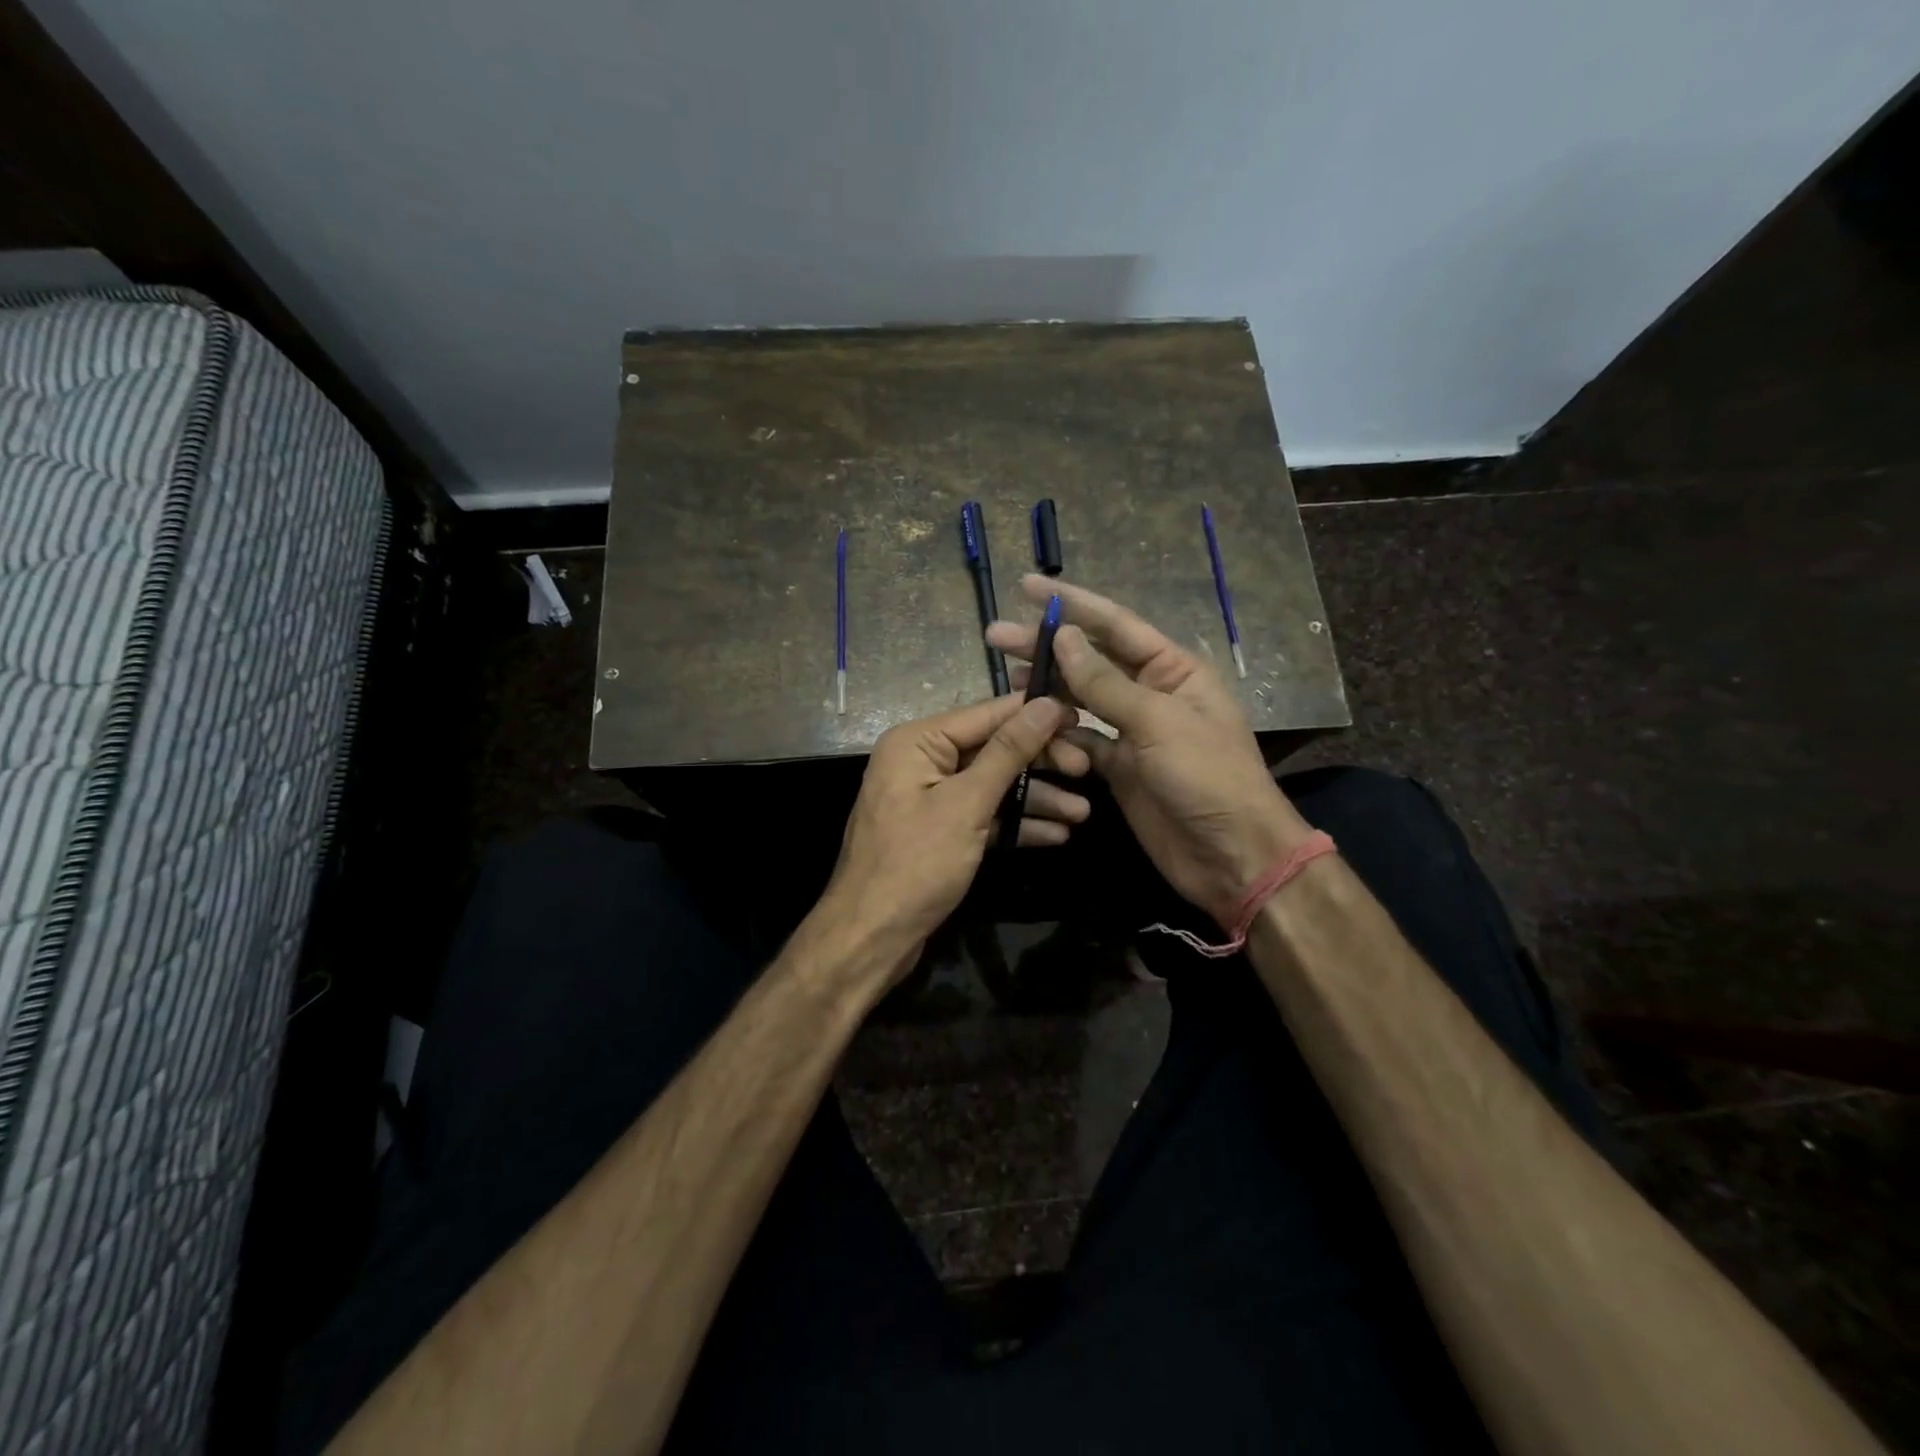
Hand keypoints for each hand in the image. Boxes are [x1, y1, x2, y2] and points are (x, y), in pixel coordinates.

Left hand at [818, 693, 1084, 975]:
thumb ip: (1008, 752)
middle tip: (1087, 771)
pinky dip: (1015, 823)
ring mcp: (930, 797)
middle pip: (992, 749)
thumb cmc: (916, 863)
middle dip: (1040, 762)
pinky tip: (1056, 835)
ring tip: (1082, 813)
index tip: (1082, 717)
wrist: (871, 937)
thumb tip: (1046, 704)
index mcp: (917, 742)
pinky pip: (983, 814)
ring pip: (993, 785)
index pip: (987, 714)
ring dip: (1036, 798)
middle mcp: (921, 761)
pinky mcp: (940, 831)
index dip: (1036, 715)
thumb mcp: (967, 804)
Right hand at [988, 577, 1314, 927]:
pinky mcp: (1118, 768)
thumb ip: (1105, 683)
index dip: (1072, 603)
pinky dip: (1057, 737)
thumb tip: (1064, 638)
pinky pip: (1080, 741)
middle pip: (1090, 660)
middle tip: (996, 638)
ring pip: (1080, 700)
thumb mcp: (1157, 722)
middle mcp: (1150, 693)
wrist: (1232, 856)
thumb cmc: (1207, 777)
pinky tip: (1031, 729)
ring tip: (1009, 682)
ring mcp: (1132, 732)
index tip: (1027, 586)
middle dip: (1046, 648)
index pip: (1116, 624)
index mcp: (1172, 669)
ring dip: (1047, 692)